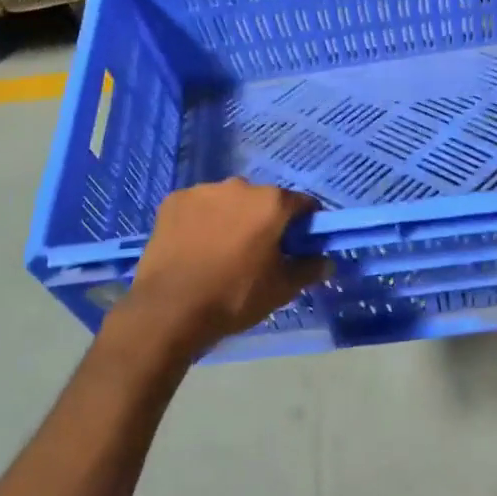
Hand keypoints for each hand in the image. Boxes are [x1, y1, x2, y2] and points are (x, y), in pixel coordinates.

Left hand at [116, 178, 329, 359]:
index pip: (302, 204)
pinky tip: (194, 246)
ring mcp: (203, 191)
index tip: (300, 243)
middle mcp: (239, 186)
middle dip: (264, 219)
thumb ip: (308, 269)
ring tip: (220, 250)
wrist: (169, 309)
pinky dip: (201, 220)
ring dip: (231, 217)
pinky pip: (197, 206)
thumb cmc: (234, 296)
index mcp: (271, 202)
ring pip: (227, 201)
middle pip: (262, 200)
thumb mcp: (280, 289)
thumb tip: (327, 261)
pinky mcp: (173, 201)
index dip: (305, 223)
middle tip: (257, 251)